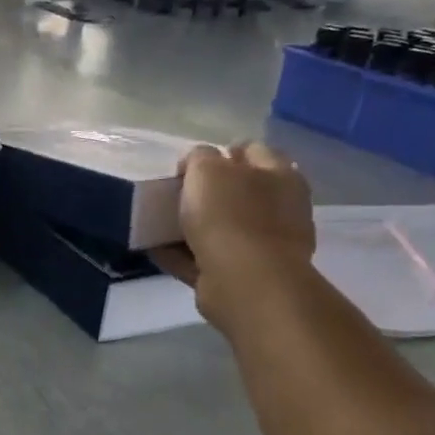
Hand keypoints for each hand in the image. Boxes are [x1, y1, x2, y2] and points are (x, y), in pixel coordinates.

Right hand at [153, 142, 315, 330]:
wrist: (244, 283)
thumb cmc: (230, 215)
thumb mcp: (207, 169)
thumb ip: (199, 157)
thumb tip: (196, 164)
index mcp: (280, 176)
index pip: (252, 151)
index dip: (222, 152)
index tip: (191, 163)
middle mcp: (278, 209)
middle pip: (237, 191)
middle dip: (207, 191)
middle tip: (175, 191)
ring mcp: (263, 245)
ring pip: (221, 227)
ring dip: (193, 225)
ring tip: (158, 222)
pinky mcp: (242, 275)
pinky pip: (205, 258)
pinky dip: (182, 254)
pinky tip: (155, 249)